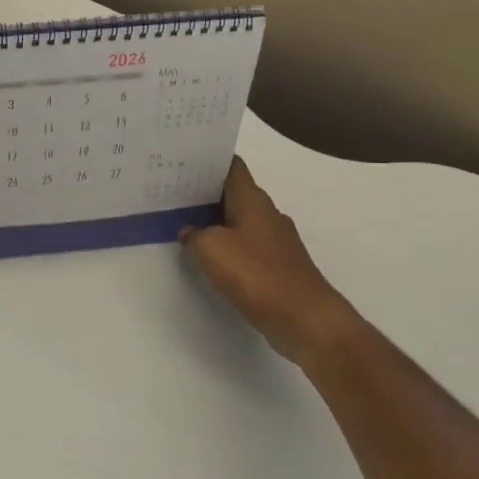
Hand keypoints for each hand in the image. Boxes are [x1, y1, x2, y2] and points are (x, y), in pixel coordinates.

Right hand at [181, 157, 359, 368]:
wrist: (305, 319)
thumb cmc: (257, 275)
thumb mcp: (211, 249)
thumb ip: (193, 235)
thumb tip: (189, 231)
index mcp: (253, 200)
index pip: (231, 166)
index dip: (208, 159)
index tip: (183, 158)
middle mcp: (267, 214)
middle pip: (233, 192)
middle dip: (205, 191)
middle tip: (173, 190)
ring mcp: (275, 241)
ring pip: (239, 220)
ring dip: (215, 220)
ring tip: (183, 221)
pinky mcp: (278, 266)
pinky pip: (246, 246)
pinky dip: (227, 246)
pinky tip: (208, 256)